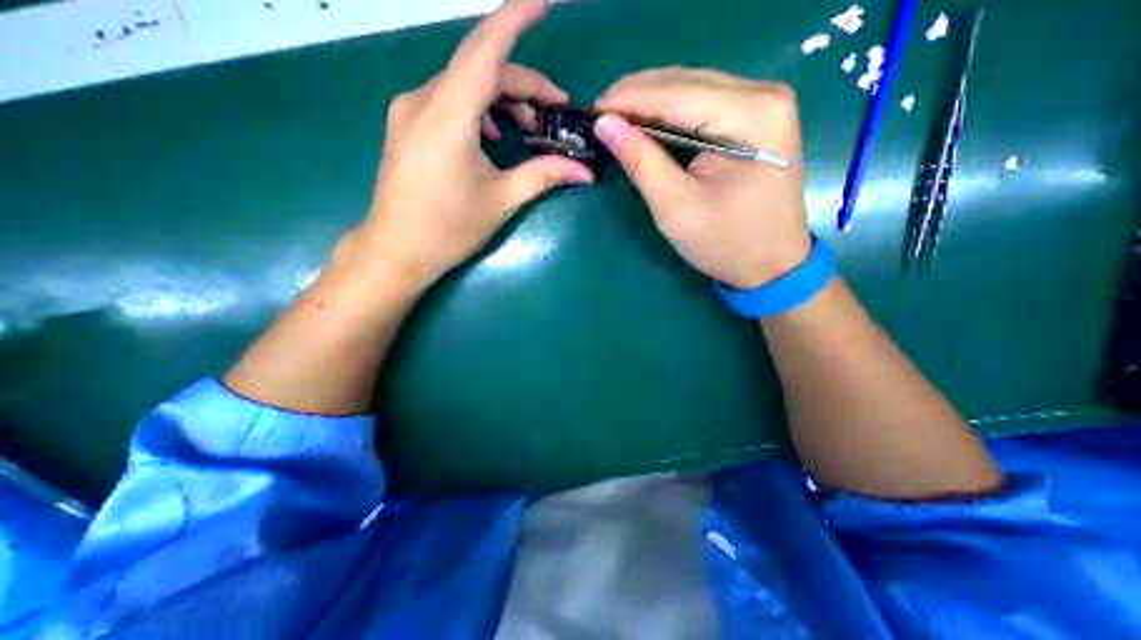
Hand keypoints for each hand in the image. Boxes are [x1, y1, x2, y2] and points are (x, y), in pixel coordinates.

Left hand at [356, 0, 588, 289]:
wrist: (396, 250)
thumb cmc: (448, 229)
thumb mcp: (501, 201)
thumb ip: (544, 176)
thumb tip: (585, 173)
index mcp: (448, 116)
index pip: (487, 49)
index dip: (517, 18)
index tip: (545, 2)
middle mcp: (423, 100)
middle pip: (480, 68)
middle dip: (523, 82)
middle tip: (554, 109)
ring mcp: (410, 110)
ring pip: (464, 83)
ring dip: (500, 97)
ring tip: (526, 126)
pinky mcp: (407, 124)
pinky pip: (448, 99)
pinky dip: (478, 108)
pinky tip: (491, 135)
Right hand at [597, 66, 811, 287]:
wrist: (772, 265)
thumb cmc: (725, 243)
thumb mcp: (675, 207)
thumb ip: (641, 161)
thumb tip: (605, 124)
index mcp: (752, 116)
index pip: (677, 94)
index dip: (630, 99)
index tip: (592, 109)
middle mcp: (765, 95)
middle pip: (687, 82)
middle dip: (639, 95)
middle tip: (601, 114)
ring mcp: (765, 104)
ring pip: (695, 87)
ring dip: (653, 100)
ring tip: (617, 116)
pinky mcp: (758, 119)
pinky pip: (705, 103)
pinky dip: (672, 111)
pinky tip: (648, 122)